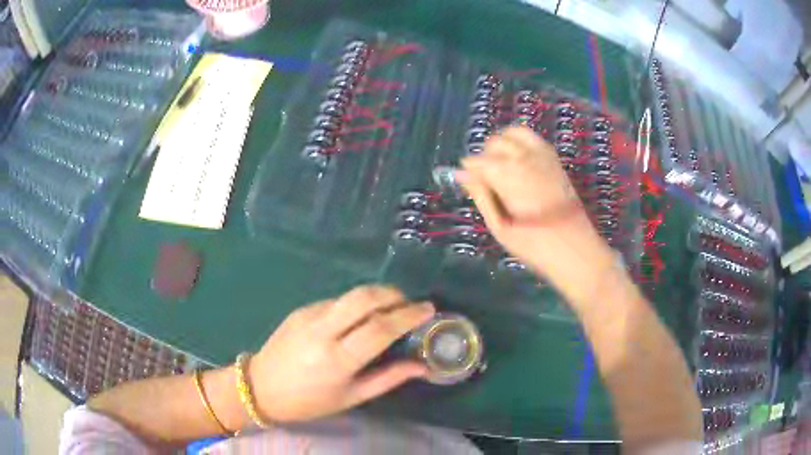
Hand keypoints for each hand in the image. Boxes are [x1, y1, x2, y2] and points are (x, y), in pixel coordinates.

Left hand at [248, 285, 434, 421]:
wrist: (261, 387)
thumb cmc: (309, 401)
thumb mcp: (352, 397)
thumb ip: (389, 378)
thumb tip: (423, 366)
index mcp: (337, 360)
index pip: (380, 328)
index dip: (408, 315)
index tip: (428, 309)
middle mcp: (322, 331)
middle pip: (364, 298)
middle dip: (393, 294)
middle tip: (409, 303)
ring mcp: (308, 316)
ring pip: (350, 295)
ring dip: (375, 296)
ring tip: (389, 309)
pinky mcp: (300, 310)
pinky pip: (335, 302)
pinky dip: (354, 306)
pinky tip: (357, 320)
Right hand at [457, 126, 616, 306]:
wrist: (575, 249)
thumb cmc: (534, 246)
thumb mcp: (500, 227)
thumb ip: (480, 196)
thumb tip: (461, 175)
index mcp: (507, 176)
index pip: (478, 161)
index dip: (468, 170)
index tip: (466, 182)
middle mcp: (524, 158)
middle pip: (495, 142)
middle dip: (484, 155)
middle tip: (484, 177)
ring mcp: (543, 156)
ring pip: (514, 132)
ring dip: (502, 143)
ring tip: (500, 164)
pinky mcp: (555, 160)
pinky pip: (533, 138)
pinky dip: (520, 142)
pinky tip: (518, 160)